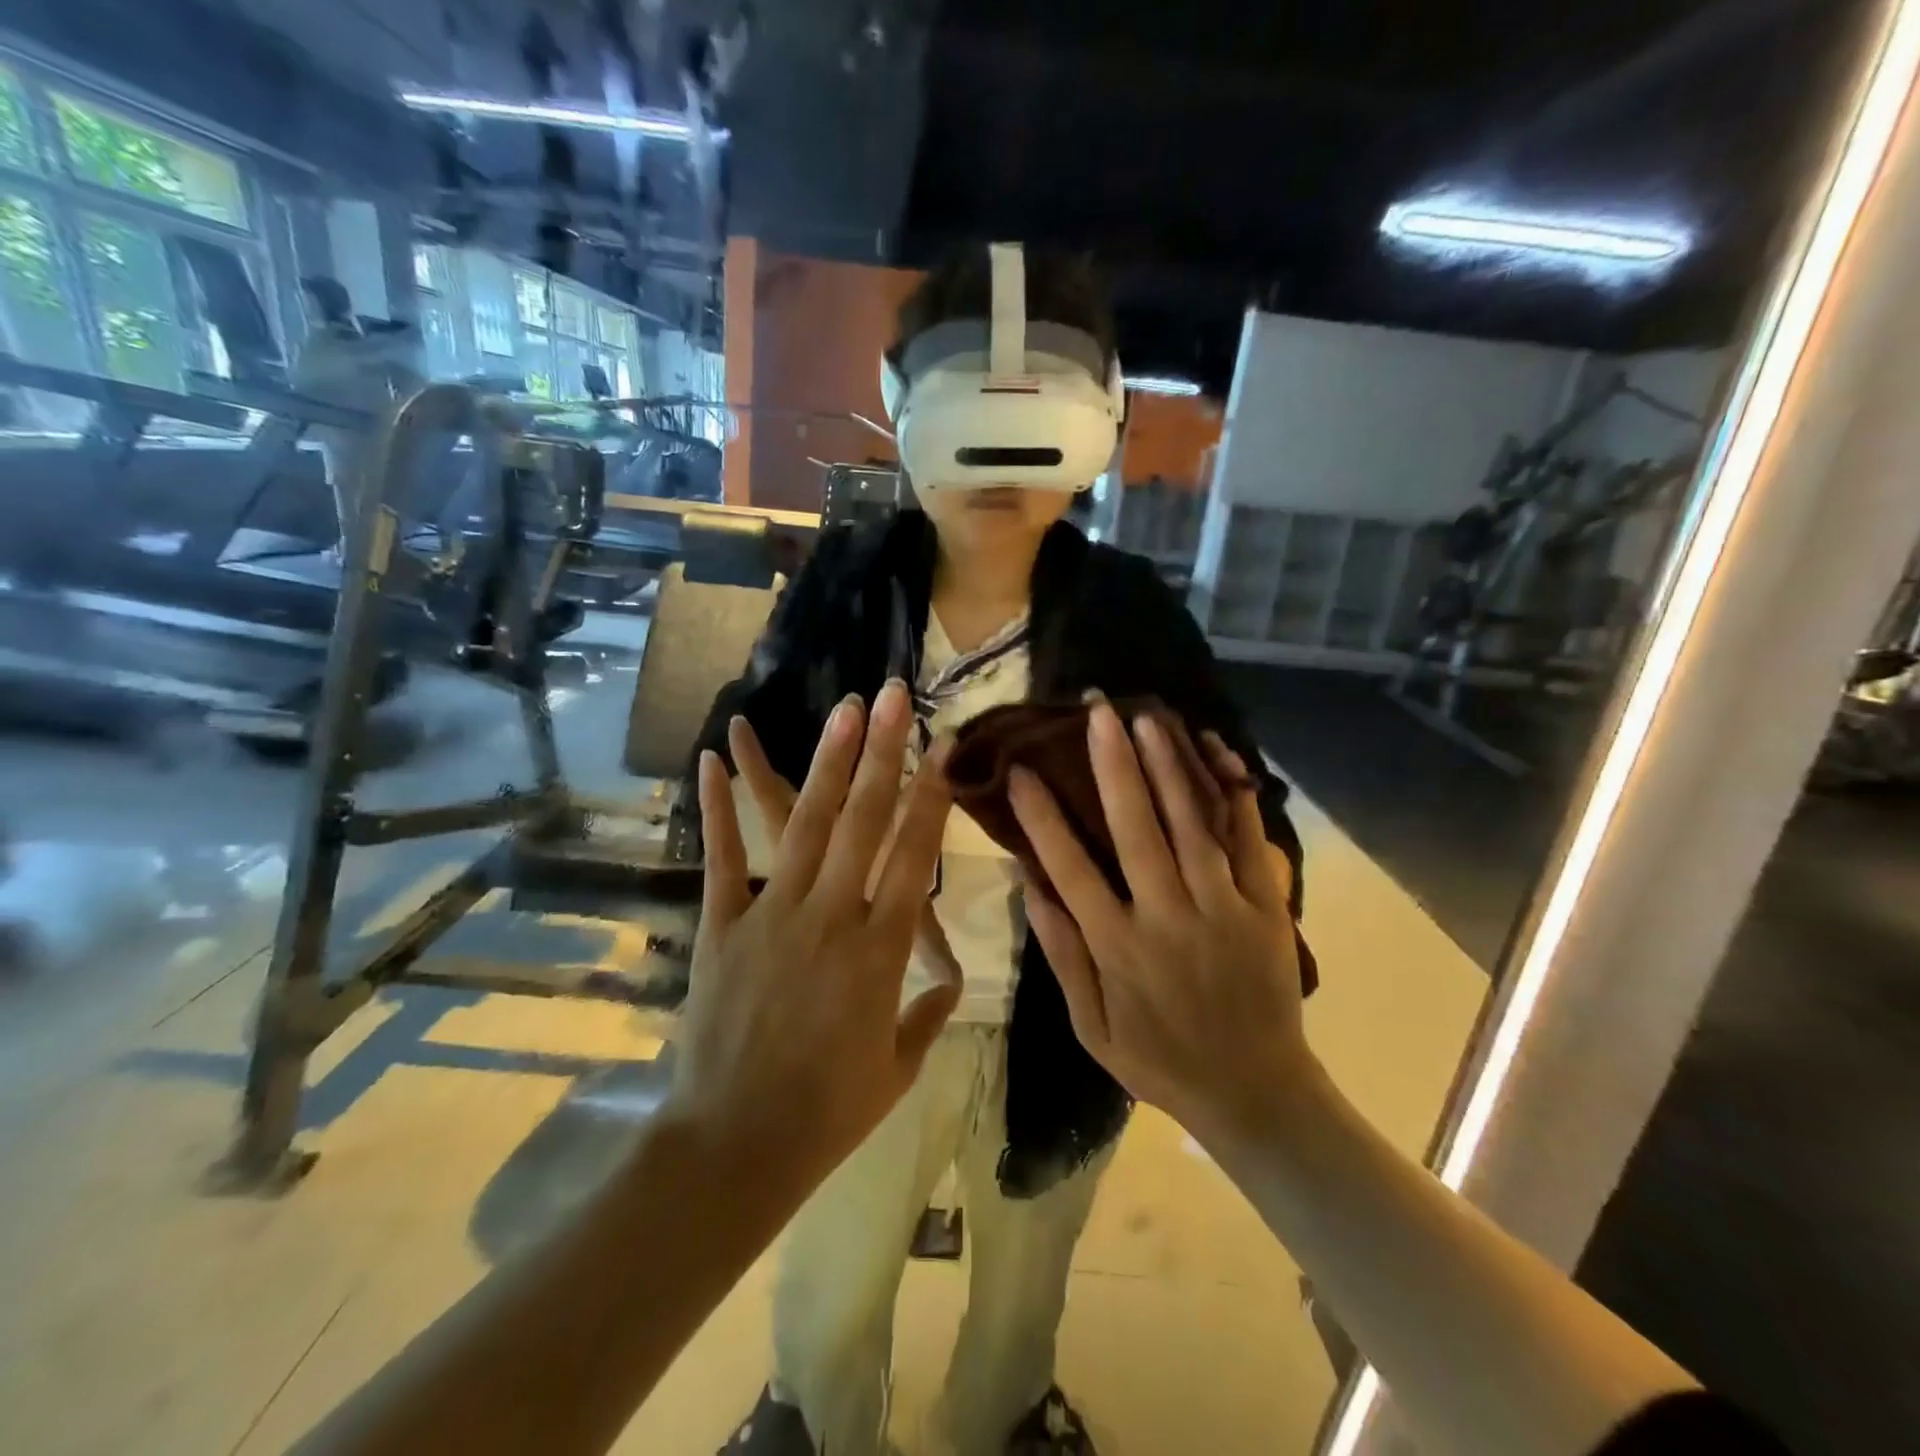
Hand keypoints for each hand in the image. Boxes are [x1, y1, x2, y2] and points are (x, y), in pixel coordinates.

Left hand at [665, 682, 959, 1192]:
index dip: (931, 799)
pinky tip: (712, 761)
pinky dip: (716, 809)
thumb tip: (948, 982)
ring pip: (805, 826)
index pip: (913, 857)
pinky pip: (722, 860)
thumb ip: (926, 1015)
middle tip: (892, 697)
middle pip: (864, 822)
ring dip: (825, 763)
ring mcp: (772, 917)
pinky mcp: (722, 928)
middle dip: (883, 754)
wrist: (735, 1147)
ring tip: (842, 711)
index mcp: (880, 953)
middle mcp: (832, 918)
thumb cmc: (827, 1114)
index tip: (942, 750)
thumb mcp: (895, 1069)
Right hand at [1008, 701, 1312, 1148]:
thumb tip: (1030, 884)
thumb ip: (1060, 954)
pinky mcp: (1265, 910)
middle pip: (1135, 828)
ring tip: (1149, 718)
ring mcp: (1221, 910)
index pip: (1068, 868)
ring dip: (1168, 767)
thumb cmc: (1160, 1060)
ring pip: (1191, 825)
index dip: (1042, 816)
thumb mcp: (1090, 1025)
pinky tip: (1220, 756)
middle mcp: (1166, 917)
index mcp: (1116, 947)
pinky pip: (1251, 844)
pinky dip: (1236, 797)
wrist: (1255, 1094)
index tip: (1021, 770)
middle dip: (1113, 765)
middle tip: (1097, 712)